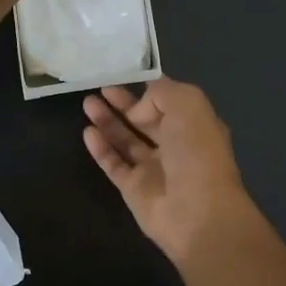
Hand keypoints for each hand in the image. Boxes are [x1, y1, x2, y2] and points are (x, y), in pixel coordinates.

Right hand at [82, 78, 258, 266]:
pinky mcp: (134, 189)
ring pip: (126, 140)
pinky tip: (87, 132)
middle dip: (124, 103)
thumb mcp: (188, 104)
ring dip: (108, 121)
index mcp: (194, 124)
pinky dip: (101, 148)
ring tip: (87, 103)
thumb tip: (137, 110)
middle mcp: (175, 144)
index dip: (148, 88)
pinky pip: (114, 163)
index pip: (168, 100)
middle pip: (144, 119)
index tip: (125, 73)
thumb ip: (160, 94)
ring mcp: (153, 168)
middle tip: (101, 88)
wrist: (198, 212)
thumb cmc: (197, 153)